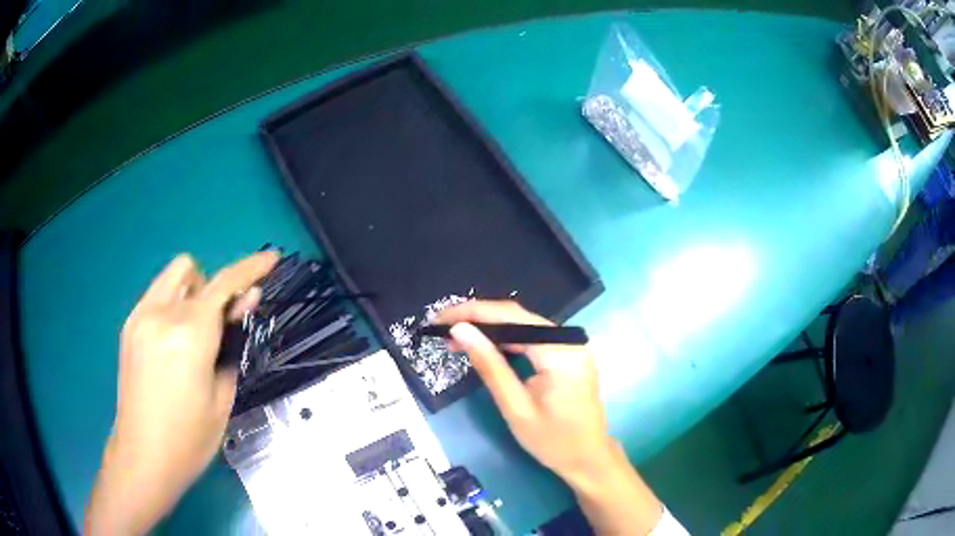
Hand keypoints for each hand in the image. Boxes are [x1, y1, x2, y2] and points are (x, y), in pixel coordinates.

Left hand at [86, 251, 277, 534]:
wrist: (143, 456)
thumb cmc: (189, 438)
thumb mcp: (222, 396)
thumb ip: (231, 344)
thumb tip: (243, 305)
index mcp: (189, 335)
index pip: (224, 284)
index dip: (251, 268)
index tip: (271, 259)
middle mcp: (161, 314)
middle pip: (193, 271)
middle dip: (212, 289)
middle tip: (219, 326)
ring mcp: (140, 317)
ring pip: (172, 278)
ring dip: (191, 293)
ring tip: (193, 334)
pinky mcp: (128, 327)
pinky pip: (156, 296)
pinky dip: (172, 305)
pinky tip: (173, 343)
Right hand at [437, 301, 664, 535]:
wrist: (588, 458)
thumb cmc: (552, 440)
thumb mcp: (515, 406)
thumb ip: (489, 365)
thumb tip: (460, 331)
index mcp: (560, 351)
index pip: (511, 317)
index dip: (472, 312)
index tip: (440, 318)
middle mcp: (570, 339)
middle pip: (518, 316)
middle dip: (478, 319)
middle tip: (443, 329)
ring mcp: (572, 346)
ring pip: (524, 325)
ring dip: (491, 329)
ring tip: (457, 338)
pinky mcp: (570, 354)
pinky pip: (534, 338)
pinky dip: (508, 340)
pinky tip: (486, 346)